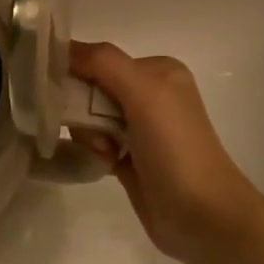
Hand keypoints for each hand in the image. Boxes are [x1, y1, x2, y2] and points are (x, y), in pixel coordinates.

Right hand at [71, 41, 263, 263]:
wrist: (202, 216)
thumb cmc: (176, 148)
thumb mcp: (144, 93)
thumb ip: (103, 62)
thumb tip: (61, 47)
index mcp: (158, 71)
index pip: (100, 60)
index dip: (78, 76)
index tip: (67, 98)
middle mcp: (150, 94)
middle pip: (91, 89)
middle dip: (85, 110)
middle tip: (102, 135)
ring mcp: (141, 129)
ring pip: (89, 118)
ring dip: (90, 135)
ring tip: (108, 154)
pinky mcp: (130, 158)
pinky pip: (95, 143)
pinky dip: (94, 151)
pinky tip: (106, 164)